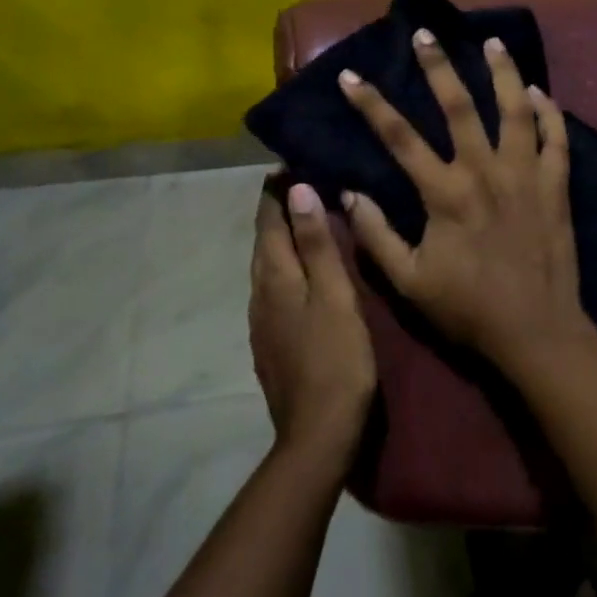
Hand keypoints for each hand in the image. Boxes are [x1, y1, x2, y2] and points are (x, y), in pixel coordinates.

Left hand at [249, 181, 376, 466]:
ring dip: (281, 238)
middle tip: (300, 182)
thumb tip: (298, 190)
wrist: (318, 434)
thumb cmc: (336, 358)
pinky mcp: (271, 342)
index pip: (268, 222)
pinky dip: (286, 265)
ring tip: (304, 217)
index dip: (275, 192)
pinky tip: (304, 271)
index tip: (288, 162)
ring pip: (268, 266)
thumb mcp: (334, 295)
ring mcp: (262, 322)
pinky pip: (274, 288)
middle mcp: (260, 294)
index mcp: (275, 278)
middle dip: (276, 211)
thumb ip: (316, 244)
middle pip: (264, 242)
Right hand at [337, 30, 593, 372]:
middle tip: (426, 33)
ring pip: (515, 110)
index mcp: (445, 193)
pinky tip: (540, 91)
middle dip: (439, 66)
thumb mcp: (409, 282)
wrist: (536, 332)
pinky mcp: (557, 186)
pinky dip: (549, 111)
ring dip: (503, 72)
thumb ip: (376, 235)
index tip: (351, 76)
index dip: (371, 104)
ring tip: (492, 42)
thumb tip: (350, 193)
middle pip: (459, 106)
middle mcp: (485, 172)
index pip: (399, 138)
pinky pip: (557, 138)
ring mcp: (526, 175)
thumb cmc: (468, 309)